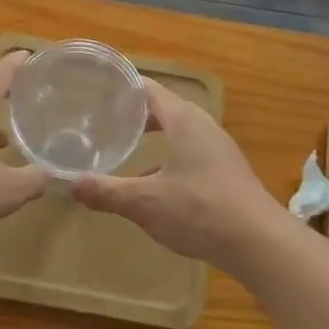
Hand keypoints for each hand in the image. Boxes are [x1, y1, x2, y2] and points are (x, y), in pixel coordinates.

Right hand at [73, 79, 292, 273]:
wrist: (258, 241)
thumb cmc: (199, 210)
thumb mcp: (145, 203)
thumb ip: (107, 192)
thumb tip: (71, 184)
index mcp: (183, 119)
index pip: (148, 89)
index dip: (123, 87)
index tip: (97, 89)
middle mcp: (203, 125)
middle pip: (164, 108)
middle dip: (135, 113)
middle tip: (104, 120)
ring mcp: (218, 147)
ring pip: (180, 130)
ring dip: (155, 135)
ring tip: (127, 146)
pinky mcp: (227, 169)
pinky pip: (192, 149)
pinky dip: (170, 154)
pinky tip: (156, 181)